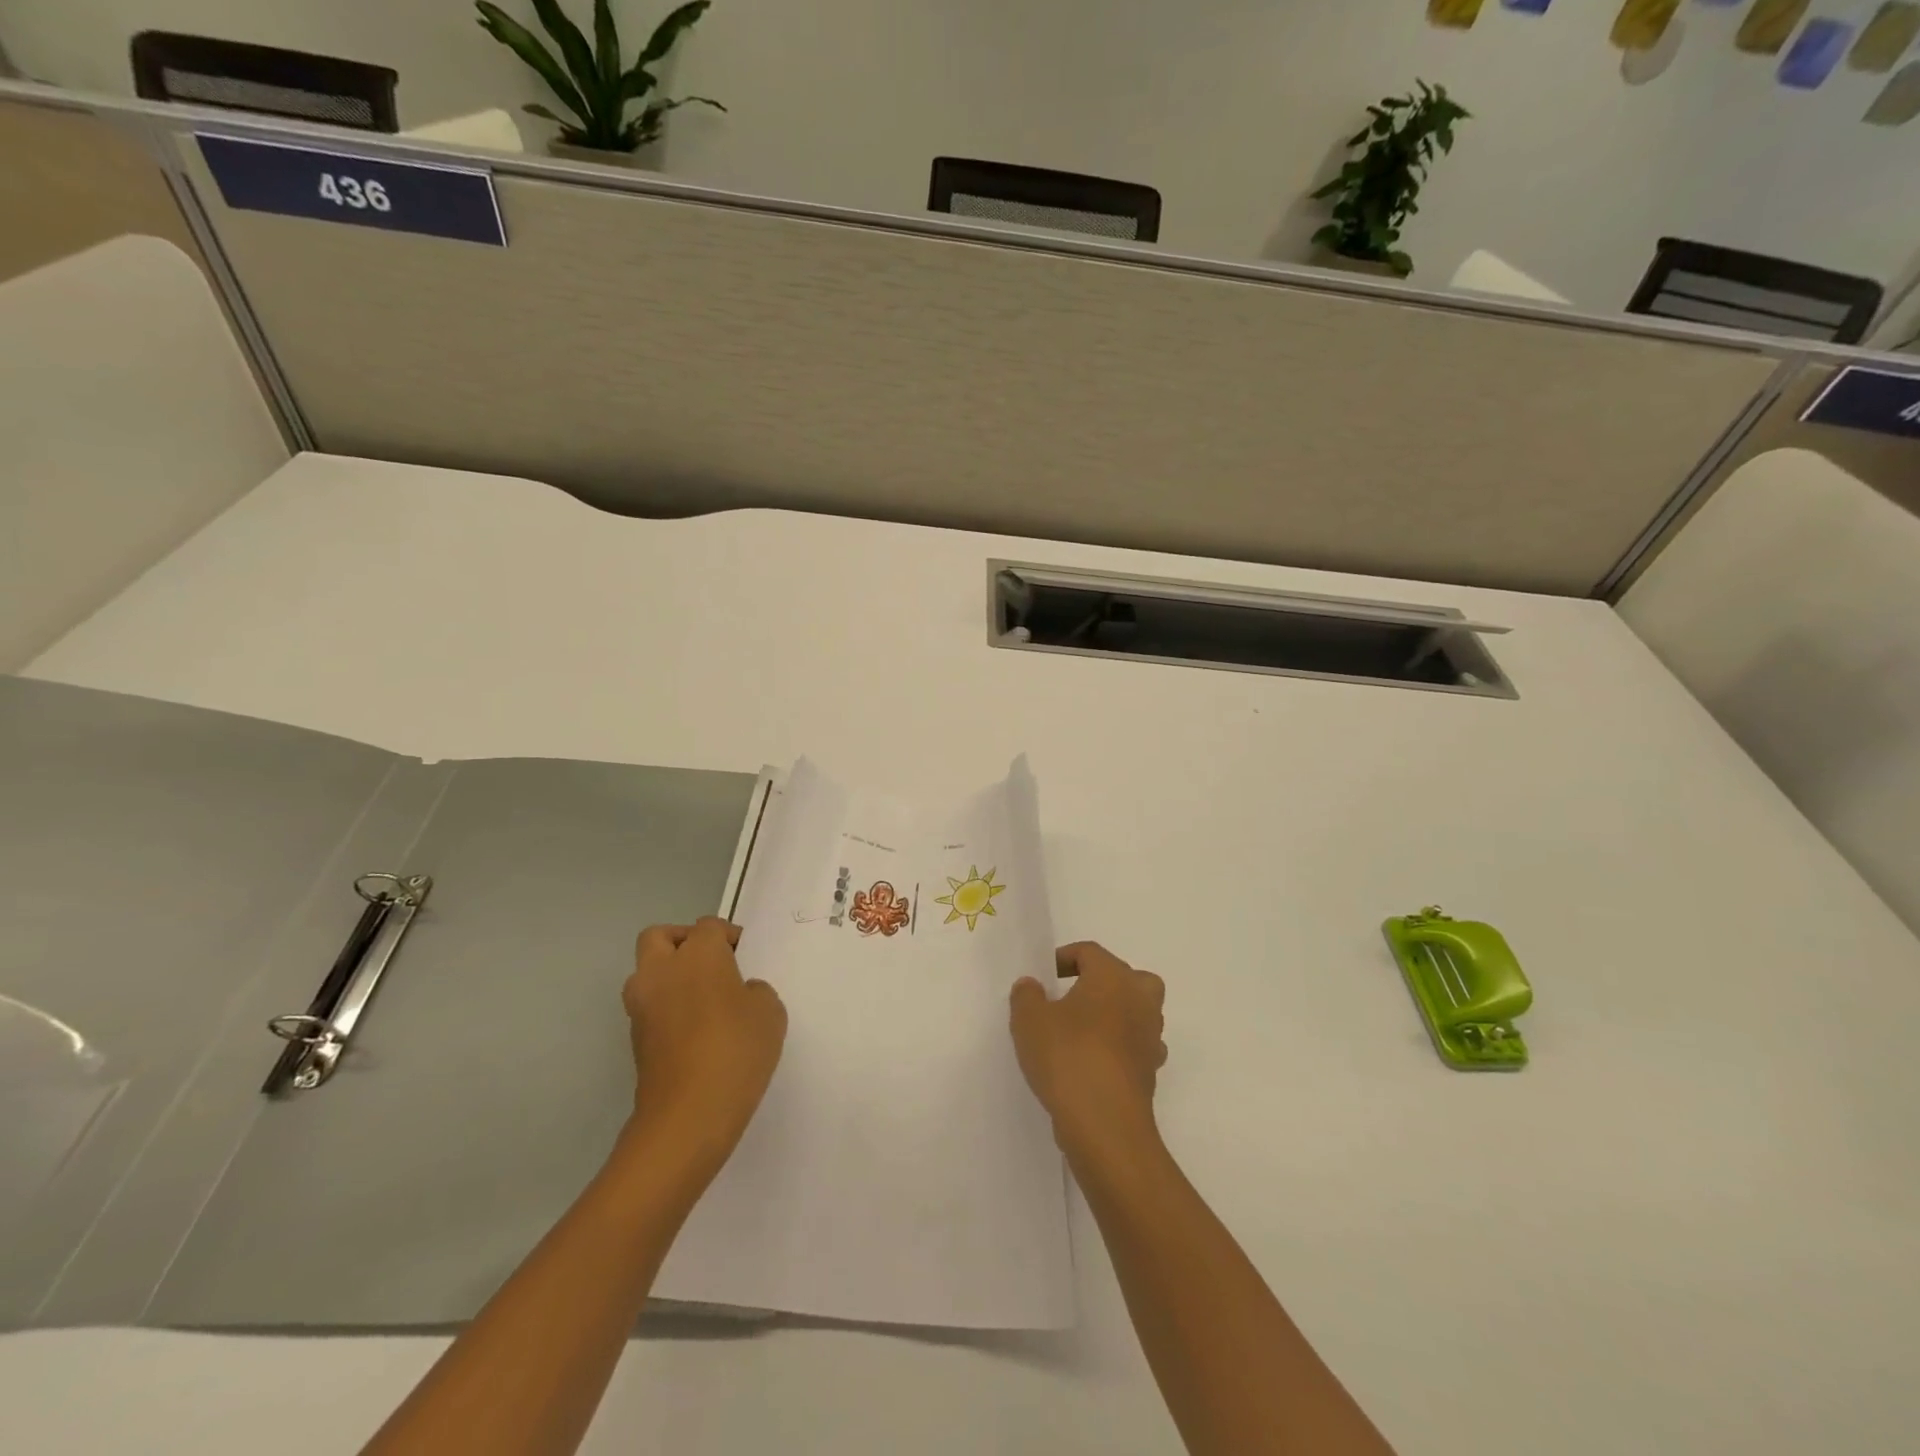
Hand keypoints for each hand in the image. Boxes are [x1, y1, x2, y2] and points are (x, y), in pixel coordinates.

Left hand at [621, 918, 786, 1181]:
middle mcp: (662, 971)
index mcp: (698, 955)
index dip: (729, 937)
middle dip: (684, 942)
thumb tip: (738, 993)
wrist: (687, 1116)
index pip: (709, 927)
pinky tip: (696, 1031)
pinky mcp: (635, 1039)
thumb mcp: (769, 1012)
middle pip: (660, 937)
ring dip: (669, 976)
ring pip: (648, 972)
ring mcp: (642, 1006)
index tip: (746, 957)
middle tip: (712, 964)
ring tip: (703, 999)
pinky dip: (667, 1008)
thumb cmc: (736, 1051)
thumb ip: (755, 991)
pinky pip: (650, 1006)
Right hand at [1009, 942, 1166, 1156]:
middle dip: (1100, 983)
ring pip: (1135, 1013)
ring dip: (1113, 1017)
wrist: (1105, 1125)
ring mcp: (1151, 1037)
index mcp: (1113, 977)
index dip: (1063, 958)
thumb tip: (1032, 985)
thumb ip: (1026, 995)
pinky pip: (1134, 1047)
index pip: (1089, 952)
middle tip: (1071, 999)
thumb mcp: (1029, 1020)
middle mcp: (1140, 1000)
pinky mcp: (1151, 1072)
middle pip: (1126, 977)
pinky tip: (1092, 1065)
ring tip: (1079, 1034)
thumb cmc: (1068, 1057)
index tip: (1042, 978)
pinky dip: (1118, 1049)